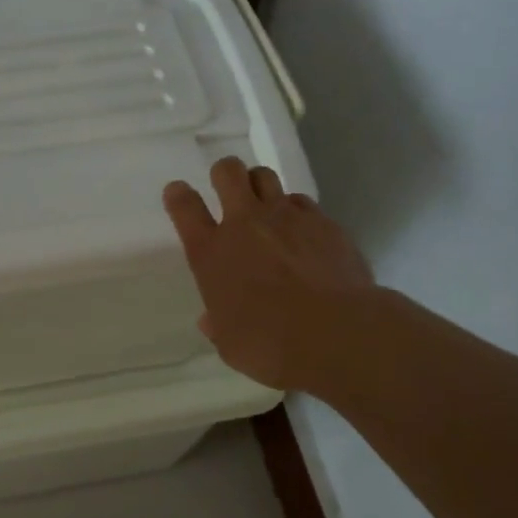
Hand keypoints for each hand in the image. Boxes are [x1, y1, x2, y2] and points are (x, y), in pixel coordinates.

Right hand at [162, 157, 373, 394]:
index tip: (179, 194)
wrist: (339, 333)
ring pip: (265, 176)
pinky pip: (301, 201)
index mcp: (211, 252)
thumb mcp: (231, 344)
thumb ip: (219, 325)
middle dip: (224, 174)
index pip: (184, 206)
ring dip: (259, 186)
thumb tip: (212, 320)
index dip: (178, 195)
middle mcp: (244, 224)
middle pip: (227, 172)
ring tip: (265, 208)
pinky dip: (296, 211)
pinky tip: (302, 232)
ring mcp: (286, 217)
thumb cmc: (271, 344)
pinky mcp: (323, 222)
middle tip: (228, 192)